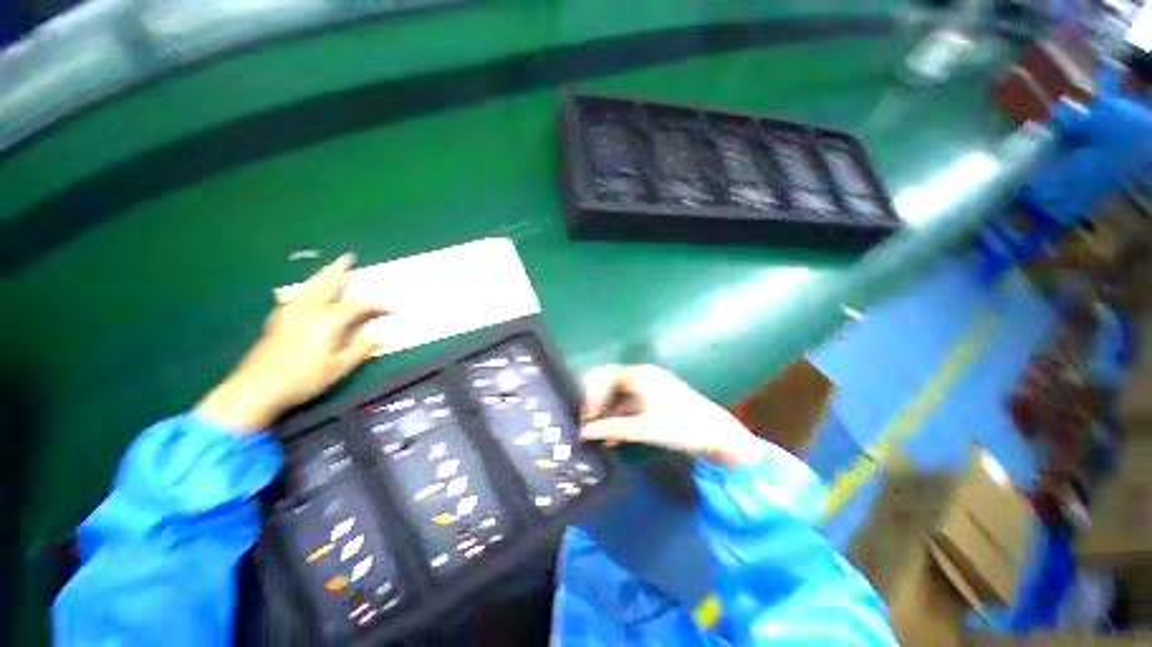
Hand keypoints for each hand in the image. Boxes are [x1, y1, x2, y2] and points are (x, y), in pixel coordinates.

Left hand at [198, 254, 386, 431]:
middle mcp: (309, 312)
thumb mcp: (339, 368)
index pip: (357, 306)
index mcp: (328, 321)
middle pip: (326, 285)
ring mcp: (289, 315)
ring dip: (320, 276)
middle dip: (339, 271)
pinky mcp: (275, 322)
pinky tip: (301, 296)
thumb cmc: (303, 378)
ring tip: (328, 269)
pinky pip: (292, 298)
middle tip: (348, 257)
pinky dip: (302, 291)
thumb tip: (381, 337)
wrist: (256, 388)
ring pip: (307, 288)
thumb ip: (361, 350)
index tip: (391, 308)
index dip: (375, 305)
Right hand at [579, 365, 763, 465]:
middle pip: (610, 384)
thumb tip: (582, 433)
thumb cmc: (681, 427)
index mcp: (640, 375)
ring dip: (607, 413)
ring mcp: (650, 387)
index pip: (605, 376)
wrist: (718, 436)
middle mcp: (642, 376)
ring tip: (597, 433)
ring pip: (619, 396)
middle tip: (586, 424)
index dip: (590, 395)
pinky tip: (614, 437)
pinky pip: (630, 404)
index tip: (584, 417)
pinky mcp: (655, 399)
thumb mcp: (643, 428)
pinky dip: (620, 417)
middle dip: (596, 403)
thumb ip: (611, 428)